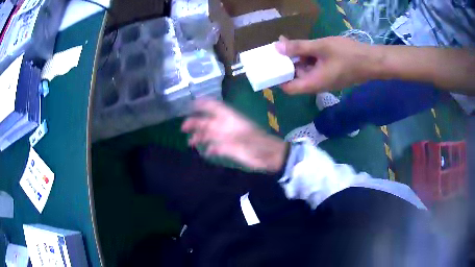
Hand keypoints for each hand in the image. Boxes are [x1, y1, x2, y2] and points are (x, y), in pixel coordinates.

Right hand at [181, 100, 287, 171]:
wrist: (268, 155)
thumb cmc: (256, 142)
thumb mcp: (241, 135)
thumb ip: (223, 133)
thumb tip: (206, 132)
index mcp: (229, 119)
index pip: (214, 107)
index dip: (203, 104)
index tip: (191, 104)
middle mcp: (226, 126)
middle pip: (207, 122)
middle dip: (195, 123)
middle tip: (183, 127)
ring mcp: (227, 138)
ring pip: (209, 134)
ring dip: (200, 137)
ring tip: (190, 143)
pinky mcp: (229, 149)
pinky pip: (216, 147)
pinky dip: (211, 148)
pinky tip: (207, 152)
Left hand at [275, 36, 379, 93]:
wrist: (372, 61)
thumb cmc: (348, 54)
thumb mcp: (321, 47)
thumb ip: (299, 47)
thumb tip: (277, 48)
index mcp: (313, 83)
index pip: (289, 88)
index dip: (278, 78)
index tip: (270, 66)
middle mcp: (317, 85)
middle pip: (296, 78)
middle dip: (286, 63)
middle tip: (279, 47)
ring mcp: (325, 80)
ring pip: (305, 71)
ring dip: (297, 58)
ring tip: (289, 42)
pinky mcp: (331, 74)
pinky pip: (315, 68)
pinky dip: (308, 58)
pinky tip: (306, 46)